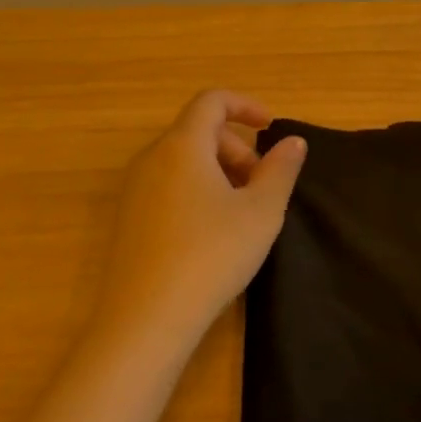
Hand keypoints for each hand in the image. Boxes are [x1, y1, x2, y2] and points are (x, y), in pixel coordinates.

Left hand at [96, 90, 306, 350]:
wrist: (145, 321)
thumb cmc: (211, 255)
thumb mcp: (261, 212)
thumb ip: (280, 169)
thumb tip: (292, 142)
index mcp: (182, 145)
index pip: (211, 101)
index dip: (245, 105)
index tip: (270, 128)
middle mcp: (152, 158)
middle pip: (199, 131)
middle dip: (236, 148)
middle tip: (262, 185)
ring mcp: (134, 190)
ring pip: (183, 160)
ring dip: (218, 171)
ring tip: (242, 211)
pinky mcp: (128, 220)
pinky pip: (168, 185)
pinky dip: (196, 190)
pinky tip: (212, 232)